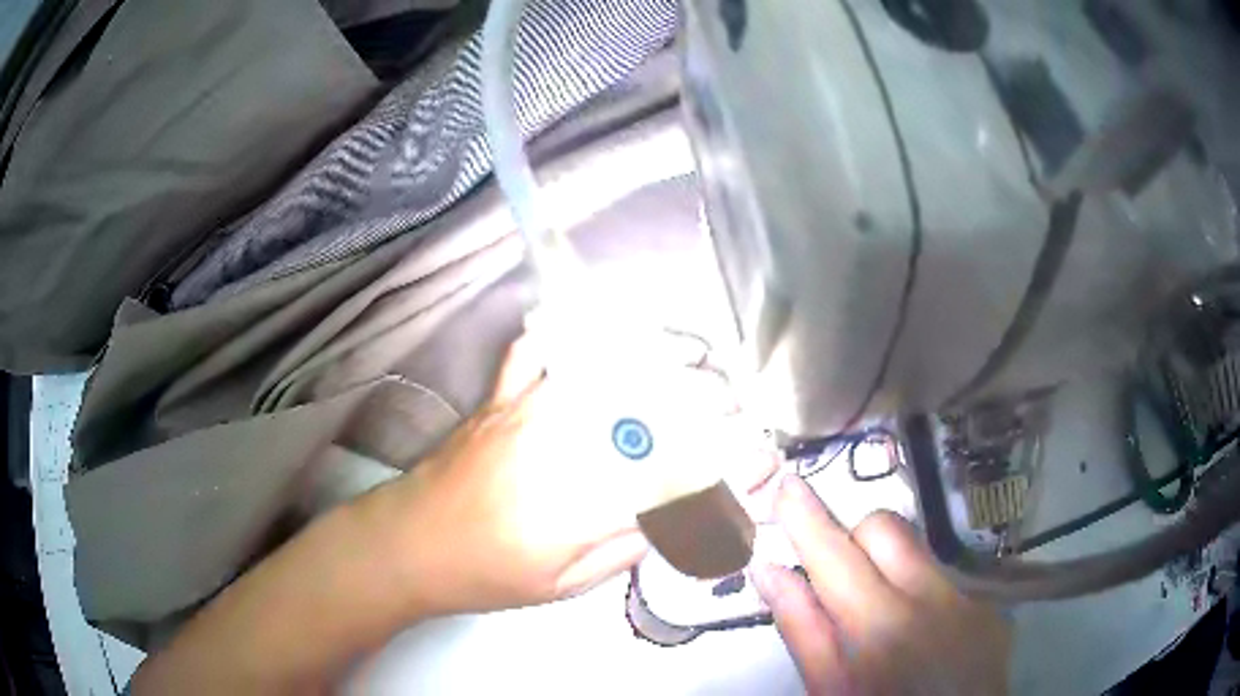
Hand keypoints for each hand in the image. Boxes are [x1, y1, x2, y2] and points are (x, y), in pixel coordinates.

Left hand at [392, 331, 776, 615]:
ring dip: (658, 350)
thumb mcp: (567, 583)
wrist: (410, 543)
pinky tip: (604, 326)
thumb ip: (629, 544)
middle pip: (648, 402)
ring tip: (693, 354)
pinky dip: (571, 327)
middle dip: (705, 394)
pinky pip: (538, 344)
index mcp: (580, 502)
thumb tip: (683, 509)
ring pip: (603, 363)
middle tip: (733, 400)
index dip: (721, 457)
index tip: (751, 452)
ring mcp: (527, 408)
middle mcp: (561, 443)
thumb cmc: (487, 574)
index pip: (672, 468)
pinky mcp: (501, 393)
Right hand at [752, 477, 1011, 695]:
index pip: (837, 554)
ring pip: (918, 552)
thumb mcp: (829, 691)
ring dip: (889, 568)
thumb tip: (770, 572)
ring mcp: (970, 598)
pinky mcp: (990, 605)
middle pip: (886, 527)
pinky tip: (923, 635)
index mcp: (883, 627)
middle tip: (838, 581)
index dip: (807, 517)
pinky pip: (946, 578)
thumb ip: (803, 630)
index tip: (784, 485)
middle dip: (853, 540)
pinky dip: (922, 593)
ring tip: (884, 619)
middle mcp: (935, 599)